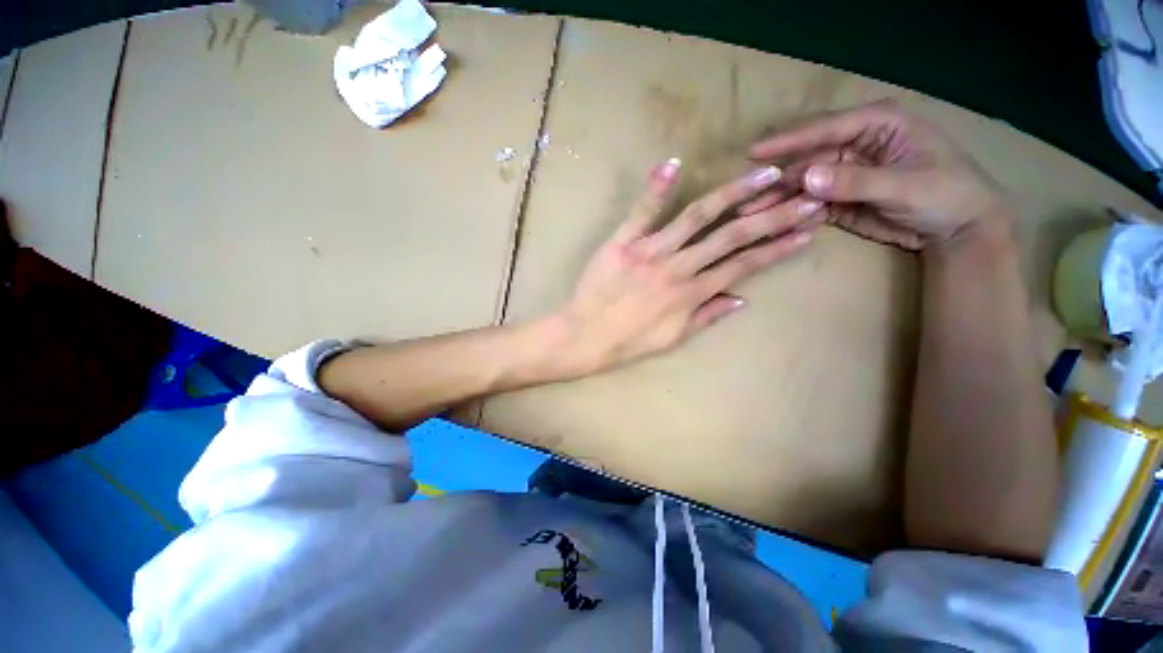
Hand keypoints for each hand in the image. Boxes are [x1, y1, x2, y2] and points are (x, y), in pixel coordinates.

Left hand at [549, 158, 820, 375]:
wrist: (584, 335)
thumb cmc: (628, 342)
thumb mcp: (673, 339)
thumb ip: (707, 316)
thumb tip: (741, 298)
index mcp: (691, 294)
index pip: (743, 265)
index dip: (777, 248)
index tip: (805, 231)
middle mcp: (677, 268)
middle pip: (731, 236)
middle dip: (772, 215)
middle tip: (806, 195)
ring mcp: (649, 251)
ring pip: (696, 217)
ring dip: (733, 194)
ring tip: (764, 175)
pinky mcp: (622, 241)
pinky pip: (641, 211)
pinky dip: (657, 188)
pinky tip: (675, 164)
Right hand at [745, 99, 1012, 250]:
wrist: (957, 229)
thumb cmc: (946, 194)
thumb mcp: (906, 185)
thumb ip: (857, 180)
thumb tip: (807, 177)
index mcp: (876, 124)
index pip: (825, 129)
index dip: (788, 140)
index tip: (753, 152)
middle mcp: (854, 145)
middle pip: (806, 159)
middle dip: (777, 179)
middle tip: (744, 196)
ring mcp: (843, 173)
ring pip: (803, 184)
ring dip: (778, 200)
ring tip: (750, 214)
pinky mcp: (837, 198)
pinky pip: (808, 203)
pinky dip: (792, 214)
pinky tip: (774, 224)